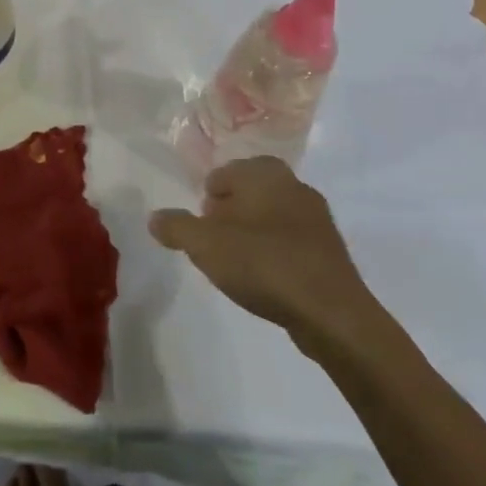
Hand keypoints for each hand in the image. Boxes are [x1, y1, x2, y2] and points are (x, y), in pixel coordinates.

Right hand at [149, 158, 373, 337]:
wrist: (331, 312)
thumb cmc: (263, 264)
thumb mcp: (205, 245)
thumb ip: (176, 228)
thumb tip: (154, 217)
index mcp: (264, 173)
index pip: (224, 173)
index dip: (208, 199)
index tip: (201, 228)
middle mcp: (293, 184)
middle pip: (249, 193)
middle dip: (230, 214)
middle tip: (215, 244)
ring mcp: (317, 217)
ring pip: (272, 216)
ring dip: (253, 234)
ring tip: (238, 265)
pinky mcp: (330, 249)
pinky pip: (292, 241)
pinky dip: (275, 252)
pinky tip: (267, 279)